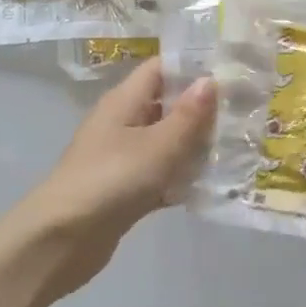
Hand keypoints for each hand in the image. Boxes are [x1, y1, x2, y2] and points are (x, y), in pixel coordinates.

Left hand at [16, 58, 216, 299]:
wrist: (62, 238)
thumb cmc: (112, 180)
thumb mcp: (158, 146)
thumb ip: (188, 116)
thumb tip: (209, 80)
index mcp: (124, 102)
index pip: (160, 69)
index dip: (193, 68)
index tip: (231, 74)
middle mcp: (121, 124)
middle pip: (165, 106)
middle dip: (201, 111)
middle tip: (243, 116)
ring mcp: (121, 158)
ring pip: (165, 144)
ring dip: (194, 148)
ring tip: (236, 150)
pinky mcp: (124, 190)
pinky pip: (159, 176)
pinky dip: (180, 180)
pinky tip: (209, 188)